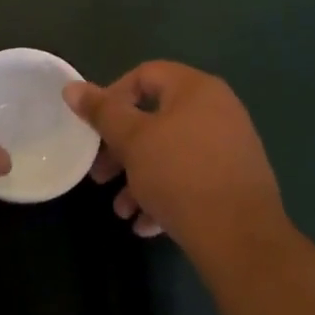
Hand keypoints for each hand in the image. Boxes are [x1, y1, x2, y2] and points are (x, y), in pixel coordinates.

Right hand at [64, 61, 284, 255]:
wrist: (241, 239)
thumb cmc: (180, 175)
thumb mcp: (132, 140)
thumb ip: (102, 112)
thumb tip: (72, 87)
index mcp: (196, 89)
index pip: (145, 75)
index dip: (113, 98)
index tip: (95, 130)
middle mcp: (218, 110)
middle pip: (156, 118)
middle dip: (122, 149)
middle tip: (100, 175)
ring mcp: (231, 146)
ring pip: (172, 153)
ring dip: (140, 178)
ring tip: (121, 210)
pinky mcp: (237, 182)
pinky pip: (192, 178)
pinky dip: (166, 194)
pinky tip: (146, 225)